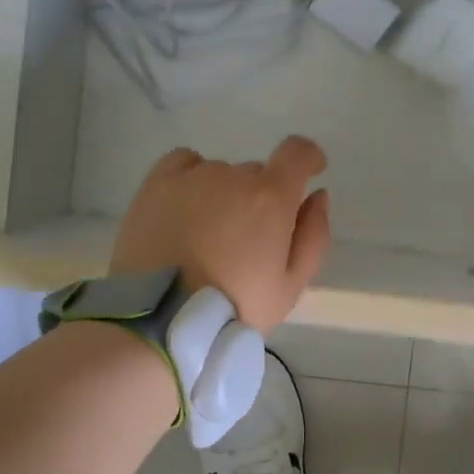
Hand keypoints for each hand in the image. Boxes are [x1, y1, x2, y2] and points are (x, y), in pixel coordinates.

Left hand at [110, 136, 332, 332]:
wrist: (161, 322)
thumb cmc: (234, 308)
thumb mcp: (290, 286)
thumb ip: (314, 235)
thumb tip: (317, 195)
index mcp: (271, 198)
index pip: (297, 152)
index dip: (308, 158)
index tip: (310, 172)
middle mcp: (232, 176)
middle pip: (257, 174)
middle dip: (260, 198)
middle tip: (246, 240)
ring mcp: (192, 177)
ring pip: (221, 174)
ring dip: (224, 194)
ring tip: (207, 236)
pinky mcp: (156, 184)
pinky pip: (183, 163)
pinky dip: (192, 178)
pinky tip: (185, 208)